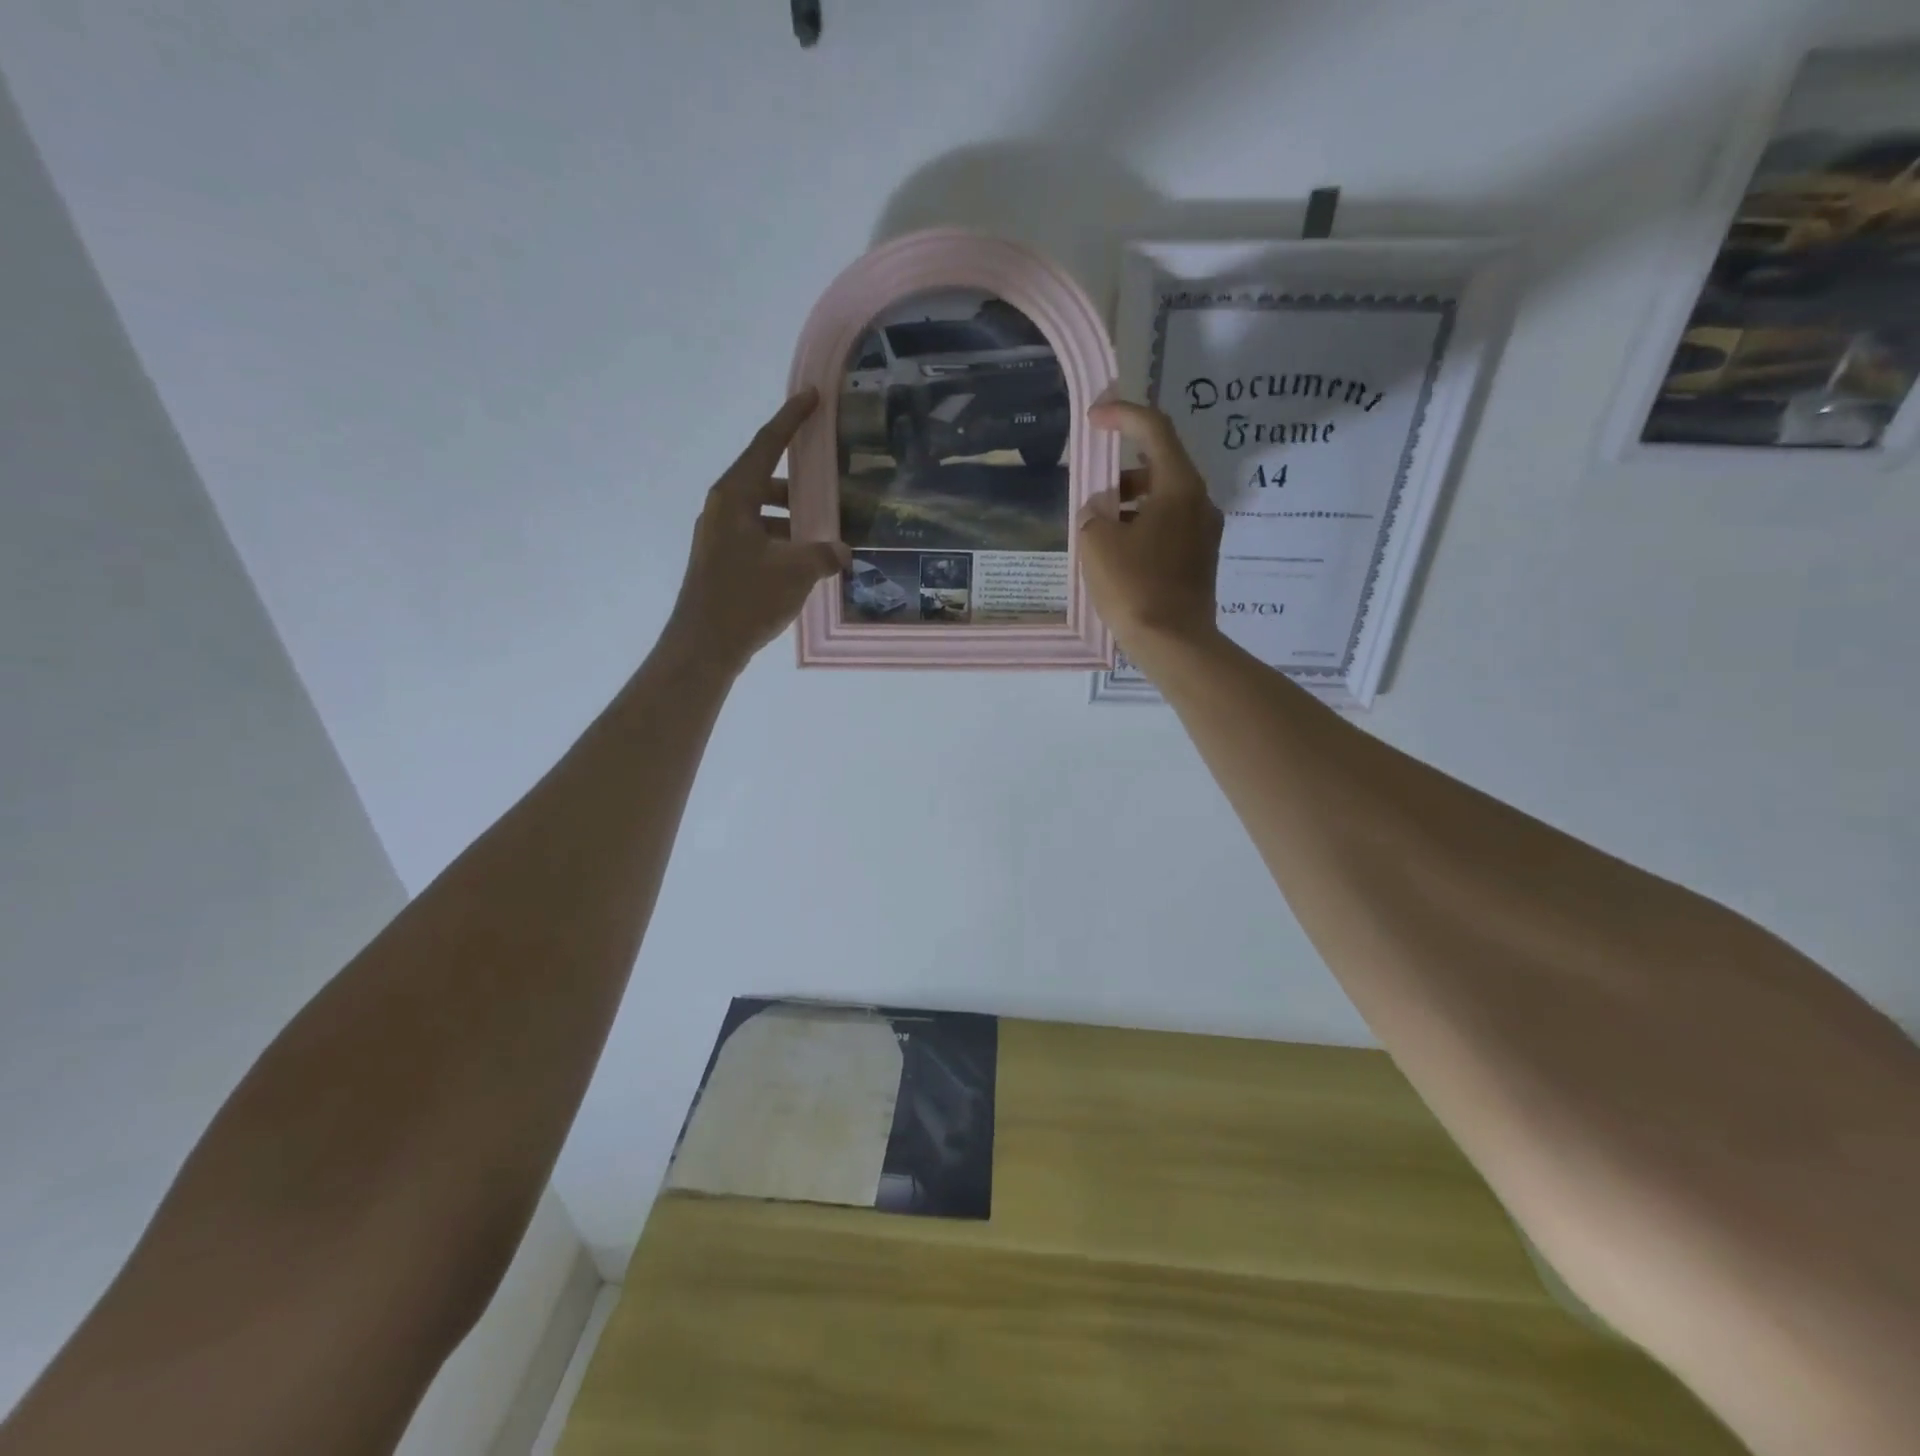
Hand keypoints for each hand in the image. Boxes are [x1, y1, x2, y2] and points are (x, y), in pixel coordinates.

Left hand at [662, 389, 850, 673]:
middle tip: (831, 479)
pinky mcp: (722, 560)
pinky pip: (759, 536)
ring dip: (794, 516)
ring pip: (764, 512)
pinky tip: (806, 560)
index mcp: (735, 497)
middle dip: (800, 480)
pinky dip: (783, 539)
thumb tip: (843, 551)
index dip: (790, 420)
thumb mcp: (795, 572)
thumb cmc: (746, 598)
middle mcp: (723, 508)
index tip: (811, 397)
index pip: (766, 445)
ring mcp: (719, 535)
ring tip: (827, 528)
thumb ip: (825, 554)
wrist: (704, 645)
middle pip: (765, 478)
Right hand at [1080, 400, 1222, 653]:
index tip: (1095, 419)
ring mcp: (1205, 533)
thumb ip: (1094, 514)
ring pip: (1163, 500)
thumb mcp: (1098, 543)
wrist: (1175, 644)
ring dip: (1130, 504)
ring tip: (1099, 530)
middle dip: (1121, 472)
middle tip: (1092, 491)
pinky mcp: (1201, 559)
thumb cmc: (1135, 587)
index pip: (1154, 431)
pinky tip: (1119, 555)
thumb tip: (1101, 510)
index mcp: (1179, 487)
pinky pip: (1168, 528)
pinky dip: (1142, 527)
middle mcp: (1200, 502)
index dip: (1123, 416)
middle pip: (1160, 466)